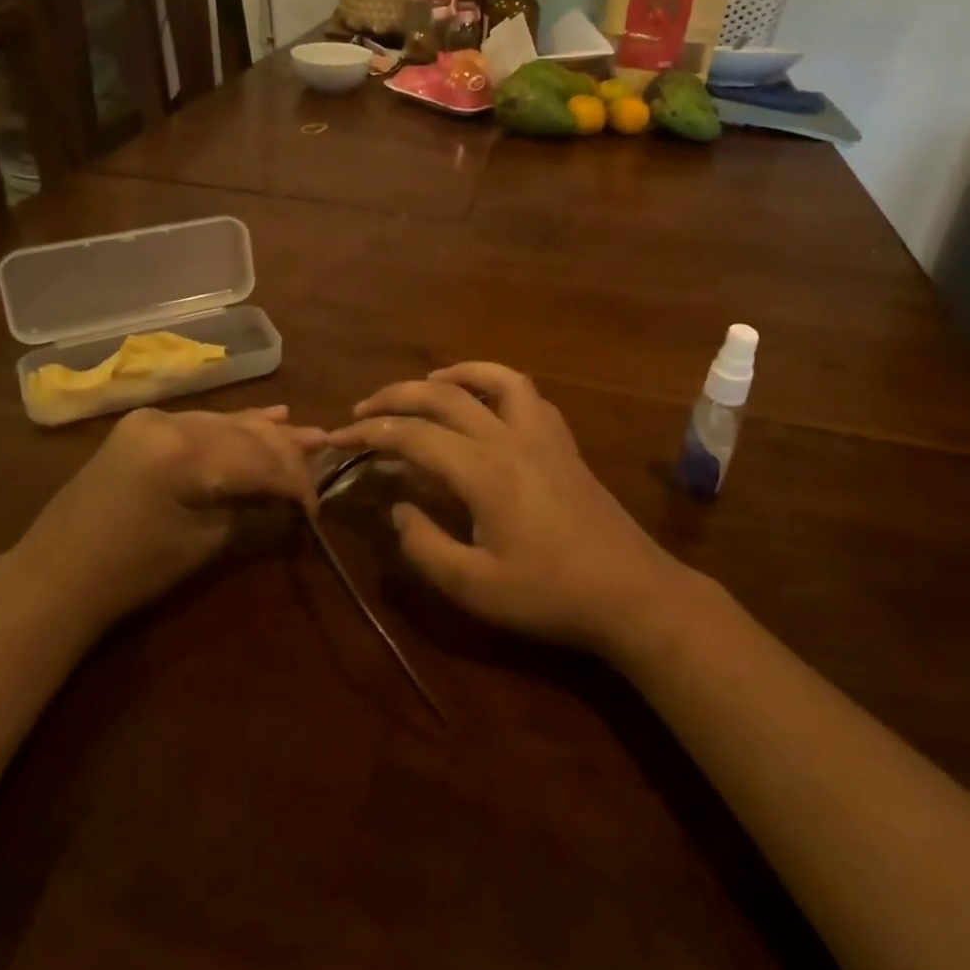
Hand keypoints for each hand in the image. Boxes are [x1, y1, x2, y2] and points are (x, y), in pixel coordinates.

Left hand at [18, 405, 324, 631]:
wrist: (56, 576)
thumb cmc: (133, 572)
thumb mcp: (204, 542)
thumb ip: (251, 506)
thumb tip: (289, 495)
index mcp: (184, 453)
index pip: (259, 459)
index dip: (294, 481)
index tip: (316, 504)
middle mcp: (170, 422)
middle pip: (245, 434)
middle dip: (286, 453)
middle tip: (323, 457)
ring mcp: (153, 419)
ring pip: (226, 422)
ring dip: (266, 432)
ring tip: (308, 435)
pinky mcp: (144, 425)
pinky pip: (201, 422)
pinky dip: (234, 425)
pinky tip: (269, 415)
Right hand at [327, 363, 682, 655]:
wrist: (632, 593)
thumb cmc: (550, 594)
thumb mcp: (474, 587)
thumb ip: (424, 546)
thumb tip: (398, 510)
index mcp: (483, 471)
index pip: (412, 435)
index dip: (369, 432)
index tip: (337, 437)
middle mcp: (510, 438)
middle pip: (444, 396)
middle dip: (396, 396)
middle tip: (364, 408)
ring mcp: (543, 435)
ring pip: (495, 378)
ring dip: (455, 374)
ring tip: (427, 384)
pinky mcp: (564, 444)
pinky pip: (528, 396)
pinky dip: (498, 385)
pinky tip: (487, 405)